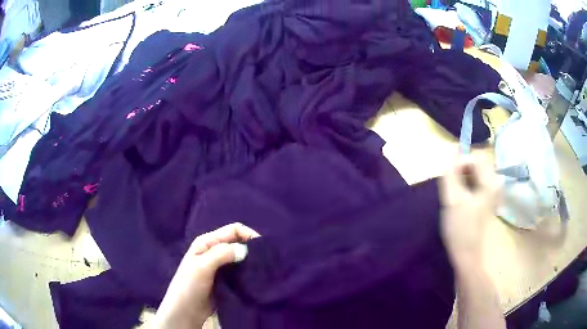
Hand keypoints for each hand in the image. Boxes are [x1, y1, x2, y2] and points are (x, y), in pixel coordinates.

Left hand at [152, 223, 259, 328]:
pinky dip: (249, 273)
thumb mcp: (202, 267)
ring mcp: (220, 266)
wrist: (186, 311)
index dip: (249, 234)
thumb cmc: (189, 286)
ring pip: (241, 258)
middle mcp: (215, 251)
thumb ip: (221, 254)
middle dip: (253, 249)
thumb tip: (246, 249)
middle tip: (267, 261)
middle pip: (238, 243)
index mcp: (207, 242)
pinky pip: (241, 272)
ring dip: (252, 262)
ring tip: (265, 271)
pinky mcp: (226, 280)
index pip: (233, 230)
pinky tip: (257, 279)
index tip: (264, 248)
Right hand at [440, 154, 501, 269]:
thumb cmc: (461, 228)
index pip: (475, 157)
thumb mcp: (453, 199)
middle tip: (452, 189)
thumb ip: (451, 174)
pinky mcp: (487, 199)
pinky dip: (465, 186)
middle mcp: (494, 183)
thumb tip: (453, 151)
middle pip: (476, 164)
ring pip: (474, 174)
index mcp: (489, 181)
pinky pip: (475, 183)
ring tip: (455, 196)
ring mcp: (491, 192)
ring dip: (462, 179)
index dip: (460, 163)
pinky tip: (460, 200)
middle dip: (461, 172)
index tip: (451, 180)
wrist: (467, 255)